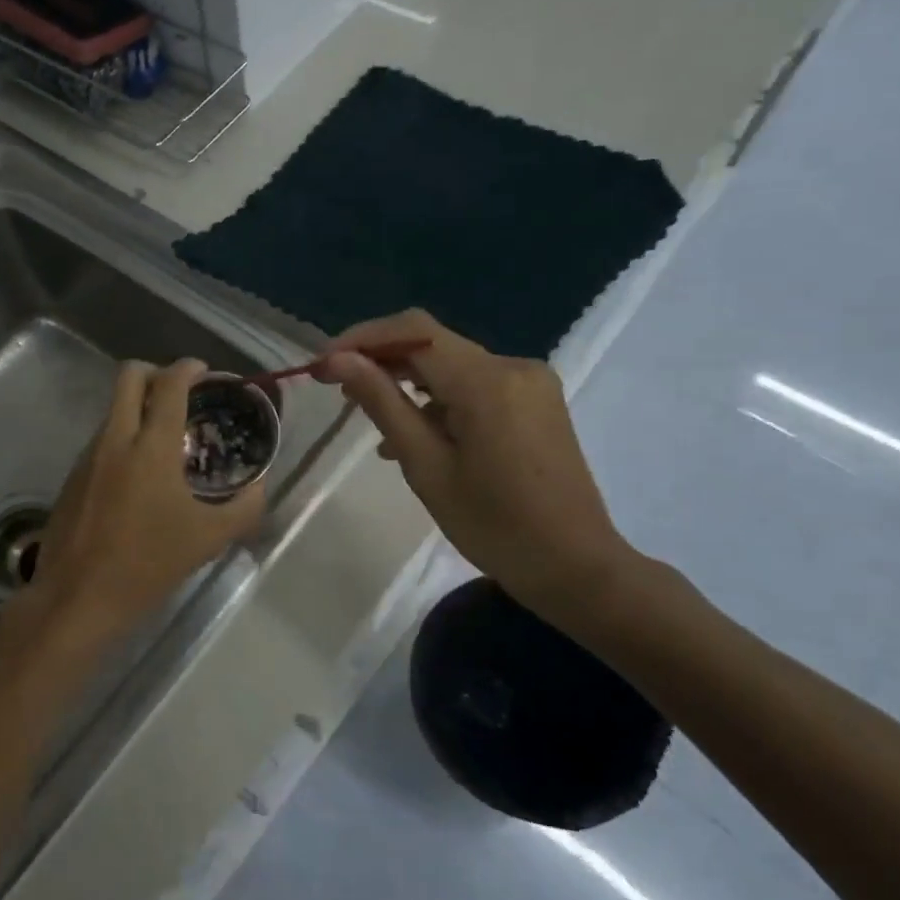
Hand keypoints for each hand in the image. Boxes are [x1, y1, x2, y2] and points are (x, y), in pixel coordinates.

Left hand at [15, 358, 264, 653]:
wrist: (78, 598)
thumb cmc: (149, 565)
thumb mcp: (209, 539)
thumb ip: (244, 506)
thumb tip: (260, 485)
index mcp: (151, 446)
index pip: (169, 383)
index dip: (189, 368)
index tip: (205, 373)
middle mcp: (115, 439)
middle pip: (129, 375)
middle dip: (156, 372)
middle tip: (180, 394)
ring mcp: (88, 456)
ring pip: (113, 408)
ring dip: (138, 408)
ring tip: (164, 440)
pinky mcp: (72, 476)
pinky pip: (101, 438)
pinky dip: (122, 438)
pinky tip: (138, 475)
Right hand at [317, 311, 638, 613]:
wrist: (575, 567)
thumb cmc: (492, 525)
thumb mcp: (425, 465)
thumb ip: (382, 403)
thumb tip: (339, 361)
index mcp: (486, 381)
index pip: (413, 332)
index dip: (362, 338)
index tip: (324, 364)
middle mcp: (512, 367)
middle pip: (433, 344)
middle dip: (381, 359)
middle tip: (338, 389)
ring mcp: (529, 383)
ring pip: (452, 365)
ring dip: (408, 382)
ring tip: (371, 420)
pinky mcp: (536, 402)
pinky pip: (476, 386)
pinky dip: (440, 400)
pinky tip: (416, 435)